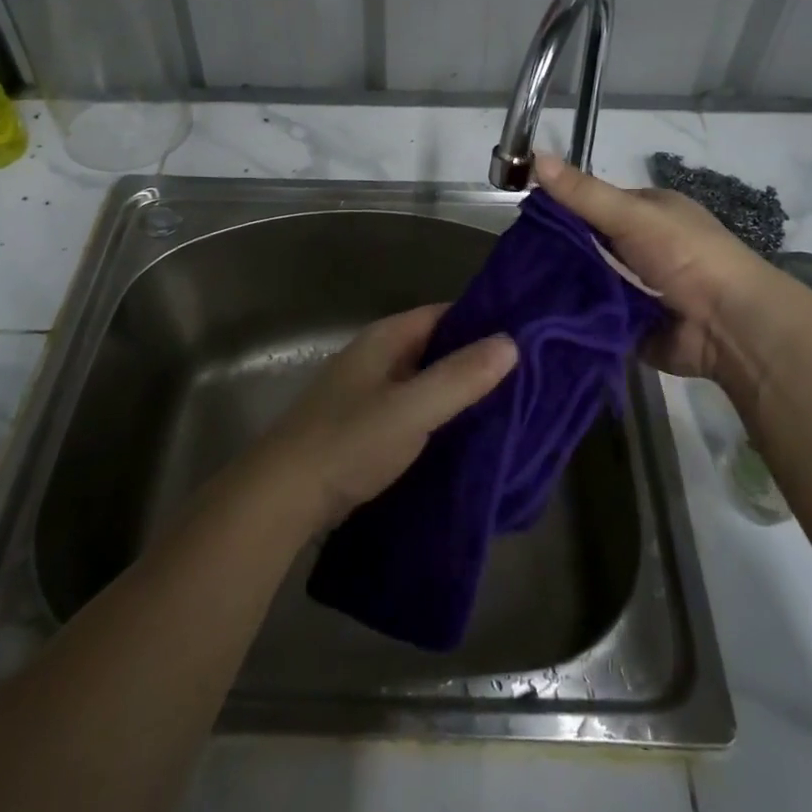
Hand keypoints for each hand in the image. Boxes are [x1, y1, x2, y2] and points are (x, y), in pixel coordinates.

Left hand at [255, 306, 516, 530]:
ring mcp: (367, 393)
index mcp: (384, 339)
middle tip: (528, 378)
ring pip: (424, 382)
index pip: (443, 315)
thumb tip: (511, 342)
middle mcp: (375, 358)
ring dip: (458, 392)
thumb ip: (460, 377)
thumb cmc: (350, 441)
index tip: (525, 338)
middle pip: (435, 348)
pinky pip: (412, 412)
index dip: (482, 322)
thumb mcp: (412, 408)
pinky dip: (439, 418)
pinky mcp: (364, 428)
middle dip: (475, 361)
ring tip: (509, 407)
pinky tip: (467, 437)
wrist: (283, 496)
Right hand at [534, 151, 811, 387]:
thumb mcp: (633, 215)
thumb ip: (583, 193)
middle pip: (588, 244)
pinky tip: (537, 316)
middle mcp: (642, 247)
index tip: (520, 220)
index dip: (559, 208)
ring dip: (562, 286)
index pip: (593, 204)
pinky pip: (594, 315)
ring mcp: (637, 288)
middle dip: (556, 252)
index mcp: (648, 213)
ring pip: (588, 281)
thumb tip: (535, 156)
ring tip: (515, 289)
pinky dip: (574, 315)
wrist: (730, 326)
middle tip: (512, 261)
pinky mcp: (631, 325)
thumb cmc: (686, 256)